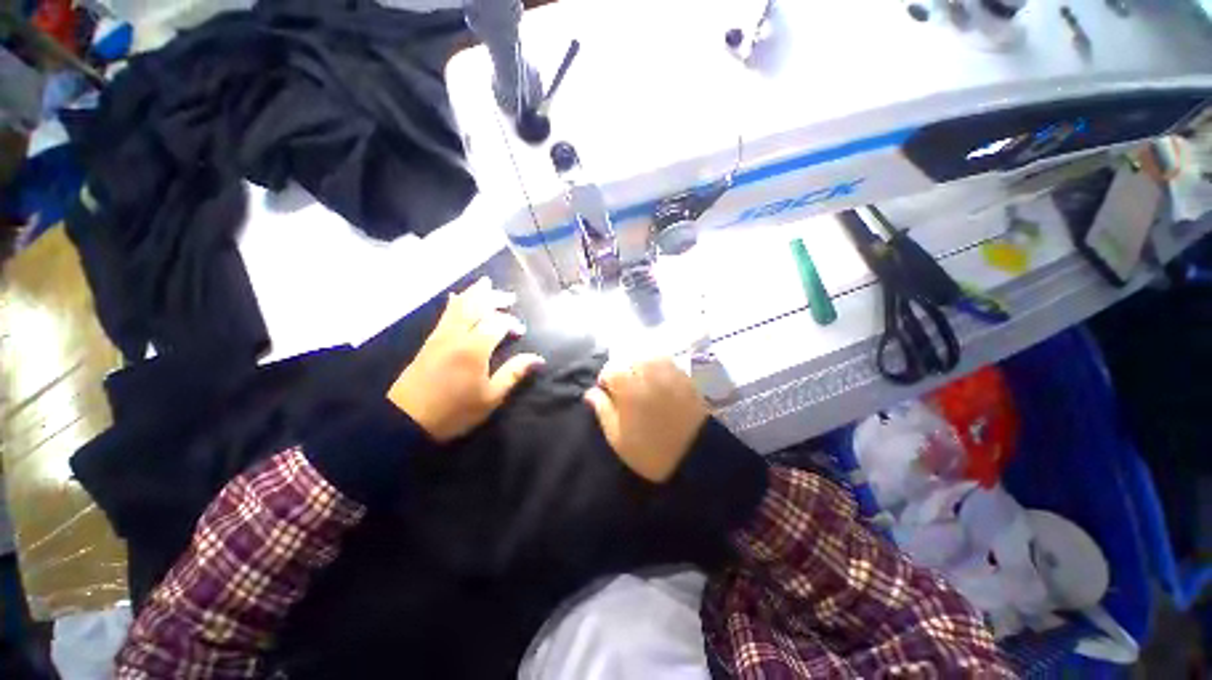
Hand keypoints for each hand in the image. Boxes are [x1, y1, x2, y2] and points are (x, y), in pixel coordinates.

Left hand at [388, 278, 544, 441]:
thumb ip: (513, 373)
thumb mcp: (490, 397)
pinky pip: (445, 314)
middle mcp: (457, 335)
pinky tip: (456, 297)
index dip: (512, 322)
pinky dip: (454, 302)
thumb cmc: (454, 411)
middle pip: (477, 306)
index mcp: (475, 348)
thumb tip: (537, 358)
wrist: (406, 420)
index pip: (497, 323)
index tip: (521, 332)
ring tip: (486, 283)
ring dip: (475, 294)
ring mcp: (440, 336)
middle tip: (510, 296)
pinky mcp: (430, 341)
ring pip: (459, 306)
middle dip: (494, 298)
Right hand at [583, 356, 708, 482]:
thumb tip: (591, 392)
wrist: (696, 456)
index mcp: (627, 385)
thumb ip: (602, 410)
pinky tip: (658, 382)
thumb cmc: (651, 450)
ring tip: (642, 384)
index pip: (608, 370)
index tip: (608, 398)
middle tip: (625, 392)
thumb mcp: (617, 438)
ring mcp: (668, 370)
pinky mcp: (684, 375)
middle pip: (627, 359)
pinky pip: (665, 361)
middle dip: (622, 372)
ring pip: (646, 356)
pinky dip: (657, 366)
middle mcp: (647, 370)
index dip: (605, 383)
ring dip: (639, 366)